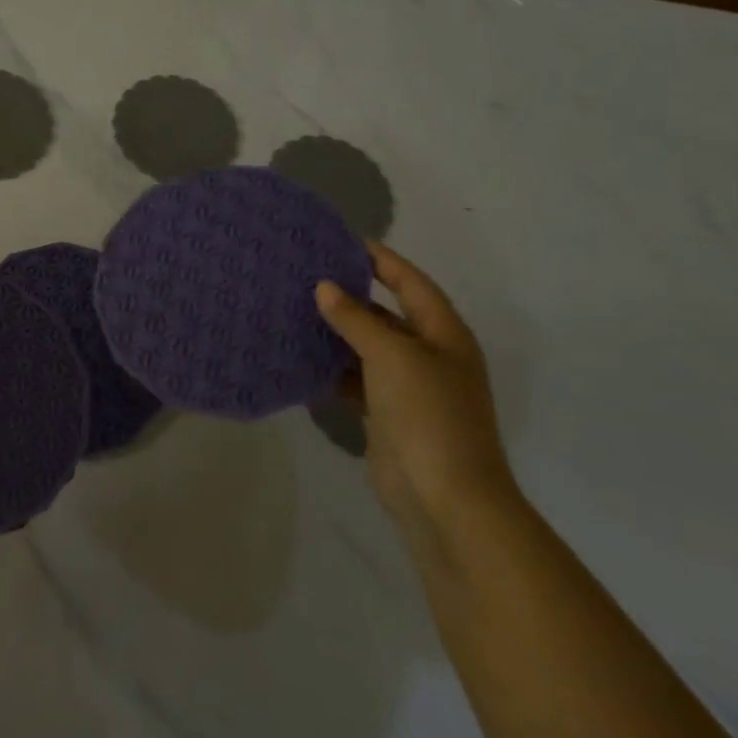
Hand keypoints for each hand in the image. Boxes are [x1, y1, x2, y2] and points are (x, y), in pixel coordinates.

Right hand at [316, 243, 515, 538]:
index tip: (343, 241)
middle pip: (387, 314)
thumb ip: (357, 320)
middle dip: (350, 296)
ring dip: (336, 334)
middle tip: (305, 276)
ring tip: (294, 311)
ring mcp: (409, 388)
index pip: (411, 283)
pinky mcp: (387, 416)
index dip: (381, 260)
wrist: (443, 496)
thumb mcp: (392, 356)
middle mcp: (429, 356)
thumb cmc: (427, 414)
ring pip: (367, 349)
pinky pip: (355, 380)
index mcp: (443, 335)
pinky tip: (301, 358)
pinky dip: (331, 370)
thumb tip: (325, 287)